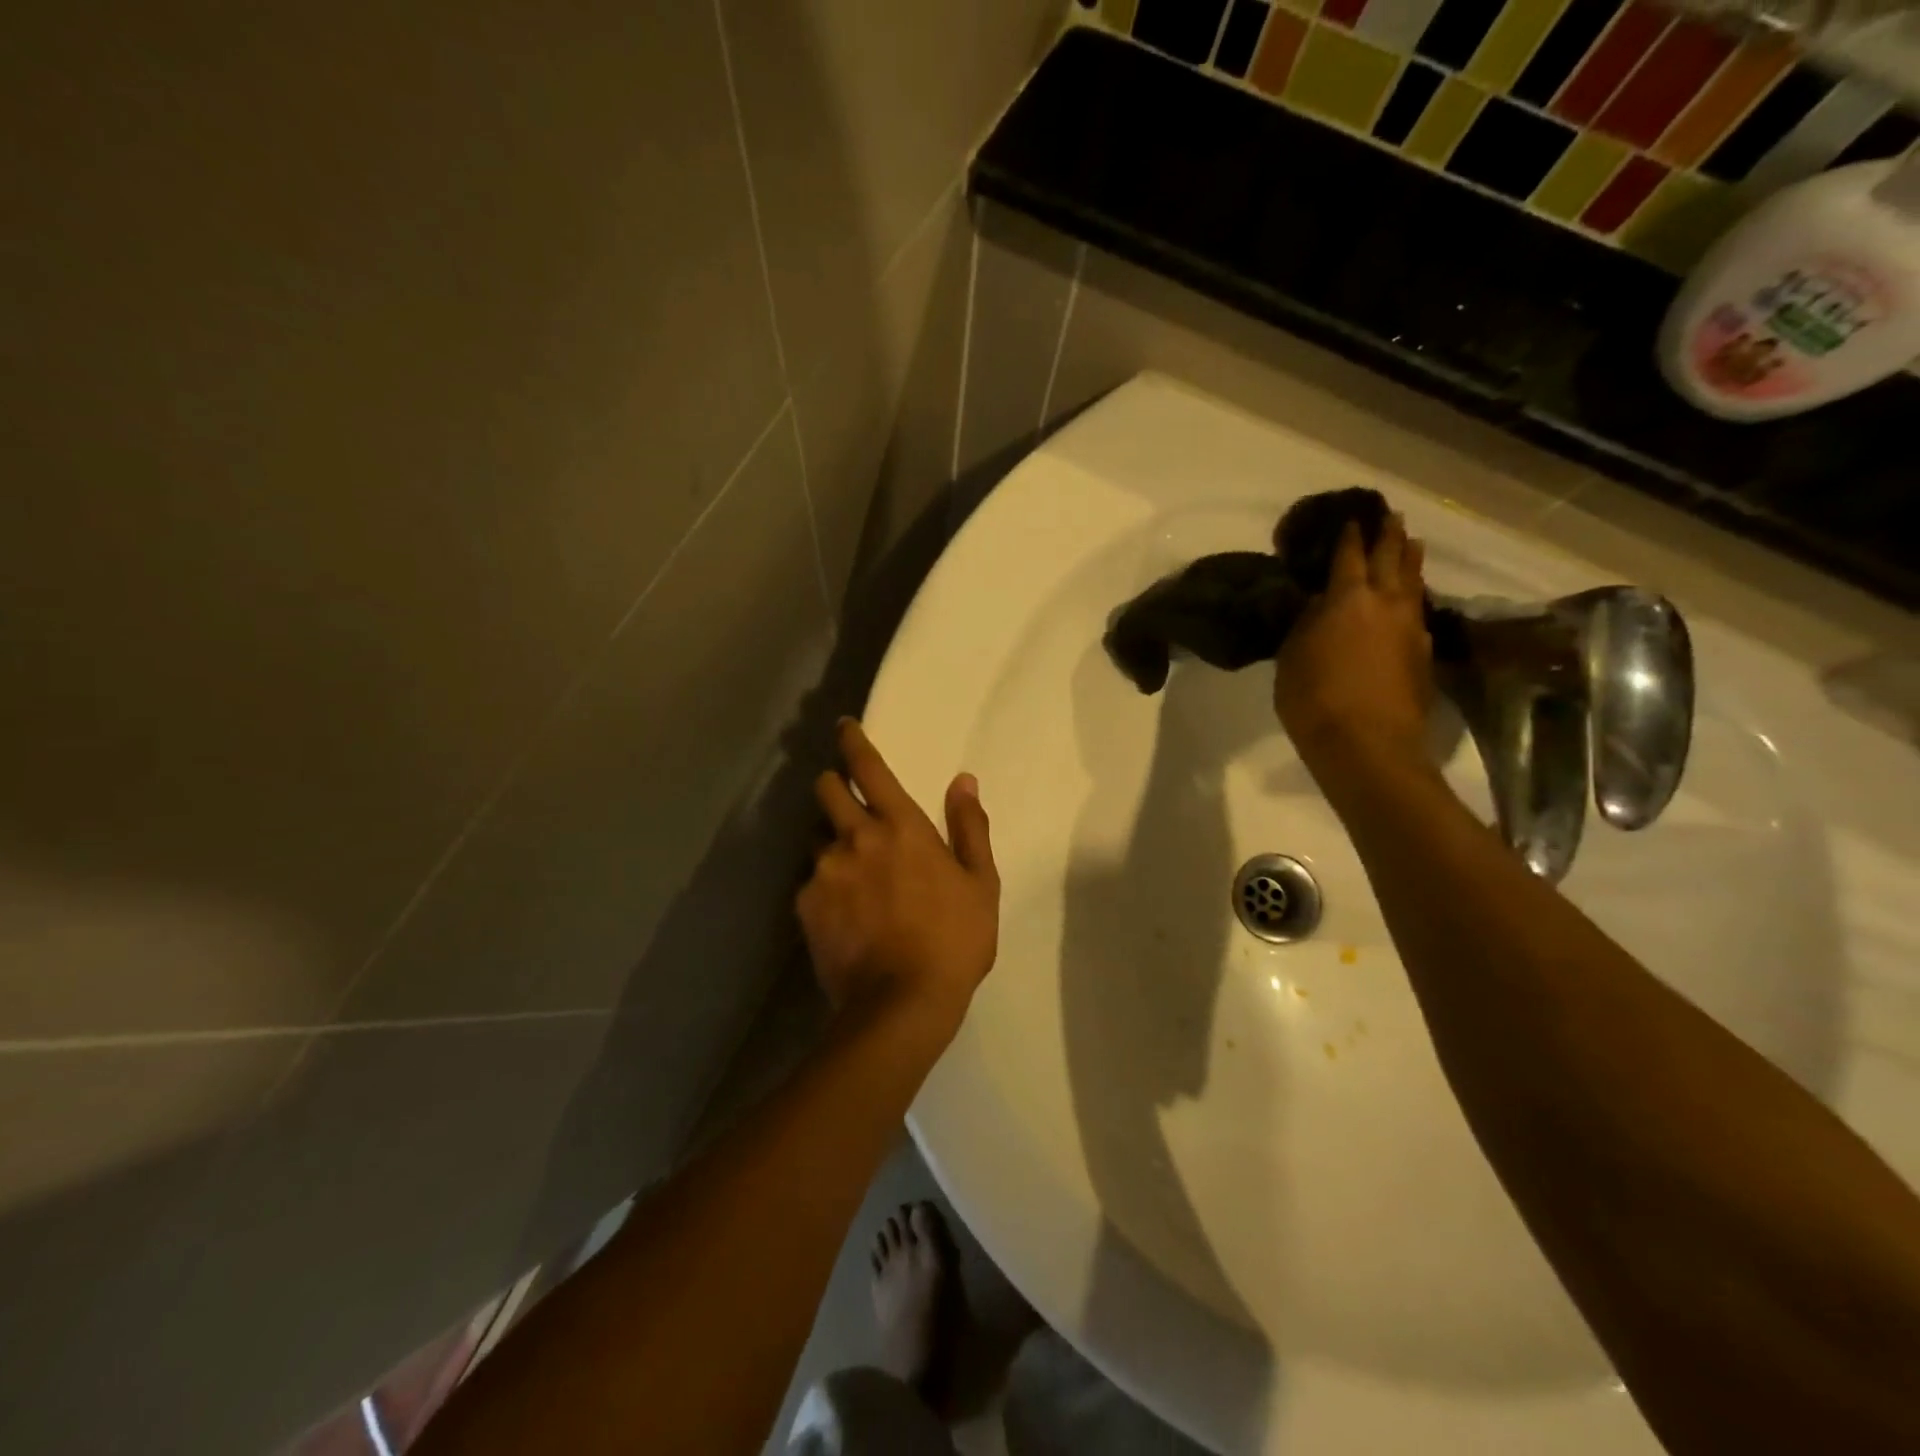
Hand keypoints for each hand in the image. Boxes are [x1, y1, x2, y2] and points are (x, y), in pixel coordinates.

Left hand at [797, 719, 999, 1043]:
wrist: (902, 1004)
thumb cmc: (954, 940)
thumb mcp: (981, 883)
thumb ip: (969, 827)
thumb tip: (964, 781)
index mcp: (901, 827)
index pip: (867, 768)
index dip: (852, 741)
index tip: (843, 727)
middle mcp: (855, 838)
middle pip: (826, 790)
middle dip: (833, 785)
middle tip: (848, 804)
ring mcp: (825, 872)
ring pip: (817, 838)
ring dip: (832, 843)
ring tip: (852, 874)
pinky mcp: (806, 906)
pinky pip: (810, 882)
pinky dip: (824, 886)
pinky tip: (843, 913)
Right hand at [1274, 512, 1434, 781]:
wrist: (1368, 745)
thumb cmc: (1314, 700)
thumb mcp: (1292, 658)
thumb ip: (1306, 624)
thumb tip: (1319, 603)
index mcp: (1347, 599)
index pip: (1349, 555)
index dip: (1349, 535)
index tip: (1351, 518)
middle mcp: (1386, 603)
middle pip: (1392, 558)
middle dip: (1389, 535)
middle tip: (1390, 515)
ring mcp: (1411, 628)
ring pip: (1414, 582)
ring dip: (1411, 559)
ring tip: (1411, 544)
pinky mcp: (1423, 653)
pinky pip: (1419, 611)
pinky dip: (1414, 596)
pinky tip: (1411, 599)